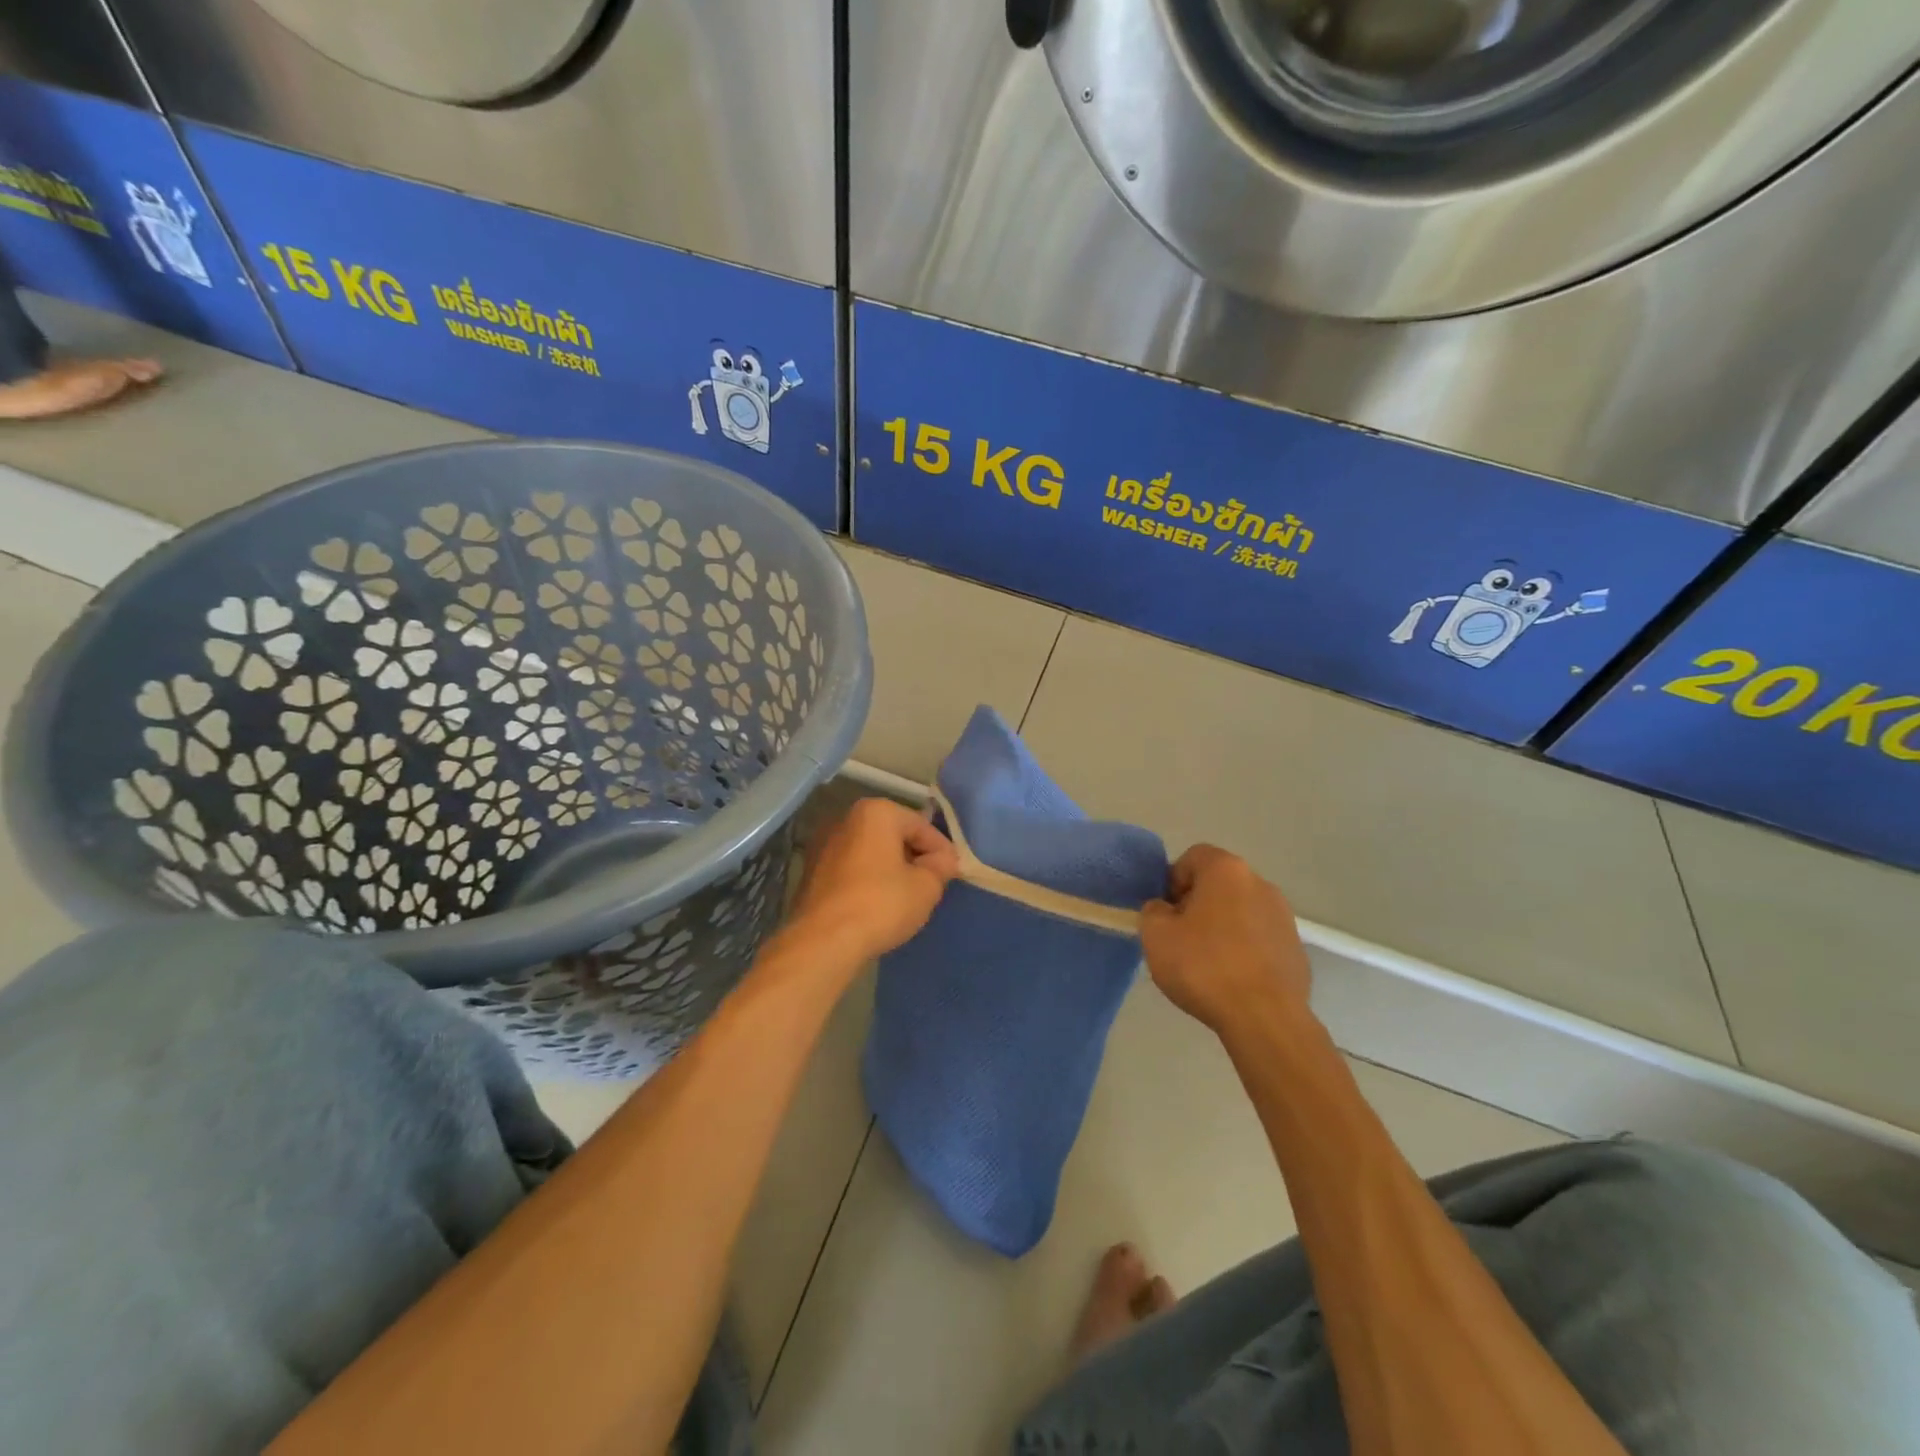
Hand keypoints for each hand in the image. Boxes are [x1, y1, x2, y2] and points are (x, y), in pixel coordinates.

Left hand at [786, 797, 959, 966]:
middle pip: (893, 835)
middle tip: (933, 883)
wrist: (824, 940)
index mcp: (876, 812)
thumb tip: (943, 860)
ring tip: (908, 896)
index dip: (942, 849)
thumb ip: (940, 867)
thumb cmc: (881, 904)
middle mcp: (846, 819)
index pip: (921, 825)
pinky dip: (869, 880)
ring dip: (891, 868)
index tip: (954, 871)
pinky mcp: (812, 872)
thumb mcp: (926, 887)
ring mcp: (824, 845)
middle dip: (915, 856)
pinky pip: (852, 869)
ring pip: (871, 852)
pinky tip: (879, 904)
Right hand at [1140, 846, 1311, 1033]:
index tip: (1164, 913)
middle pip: (1218, 884)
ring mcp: (1284, 917)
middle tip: (1180, 938)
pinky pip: (1259, 939)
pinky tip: (1232, 980)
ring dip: (1221, 927)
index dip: (1172, 881)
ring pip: (1240, 912)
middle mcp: (1260, 884)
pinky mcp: (1296, 949)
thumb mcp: (1155, 935)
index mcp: (1226, 870)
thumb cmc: (1204, 966)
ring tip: (1206, 964)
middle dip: (1197, 904)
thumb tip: (1165, 910)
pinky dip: (1243, 950)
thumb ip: (1152, 911)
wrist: (1264, 1018)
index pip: (1192, 857)